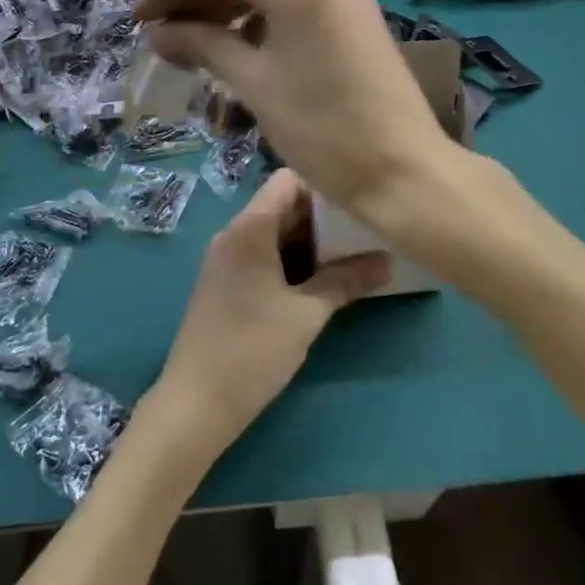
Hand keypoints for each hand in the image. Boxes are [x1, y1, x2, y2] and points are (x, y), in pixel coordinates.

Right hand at [134, 0, 450, 214]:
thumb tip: (158, 33)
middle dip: (196, 0)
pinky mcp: (354, 16)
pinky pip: (293, 6)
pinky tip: (236, 51)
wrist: (404, 172)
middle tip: (160, 34)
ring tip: (191, 47)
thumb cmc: (323, 129)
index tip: (138, 18)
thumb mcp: (254, 84)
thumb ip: (202, 46)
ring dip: (226, 13)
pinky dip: (259, 23)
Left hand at [153, 170, 388, 454]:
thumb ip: (346, 282)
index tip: (357, 206)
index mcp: (249, 228)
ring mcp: (227, 258)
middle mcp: (234, 233)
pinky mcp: (226, 281)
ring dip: (310, 242)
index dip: (323, 187)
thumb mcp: (307, 315)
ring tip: (352, 257)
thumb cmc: (252, 350)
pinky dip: (291, 260)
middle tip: (364, 234)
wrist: (195, 402)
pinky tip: (321, 280)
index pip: (289, 181)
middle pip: (282, 206)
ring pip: (274, 232)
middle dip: (323, 218)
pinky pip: (263, 254)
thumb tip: (388, 262)